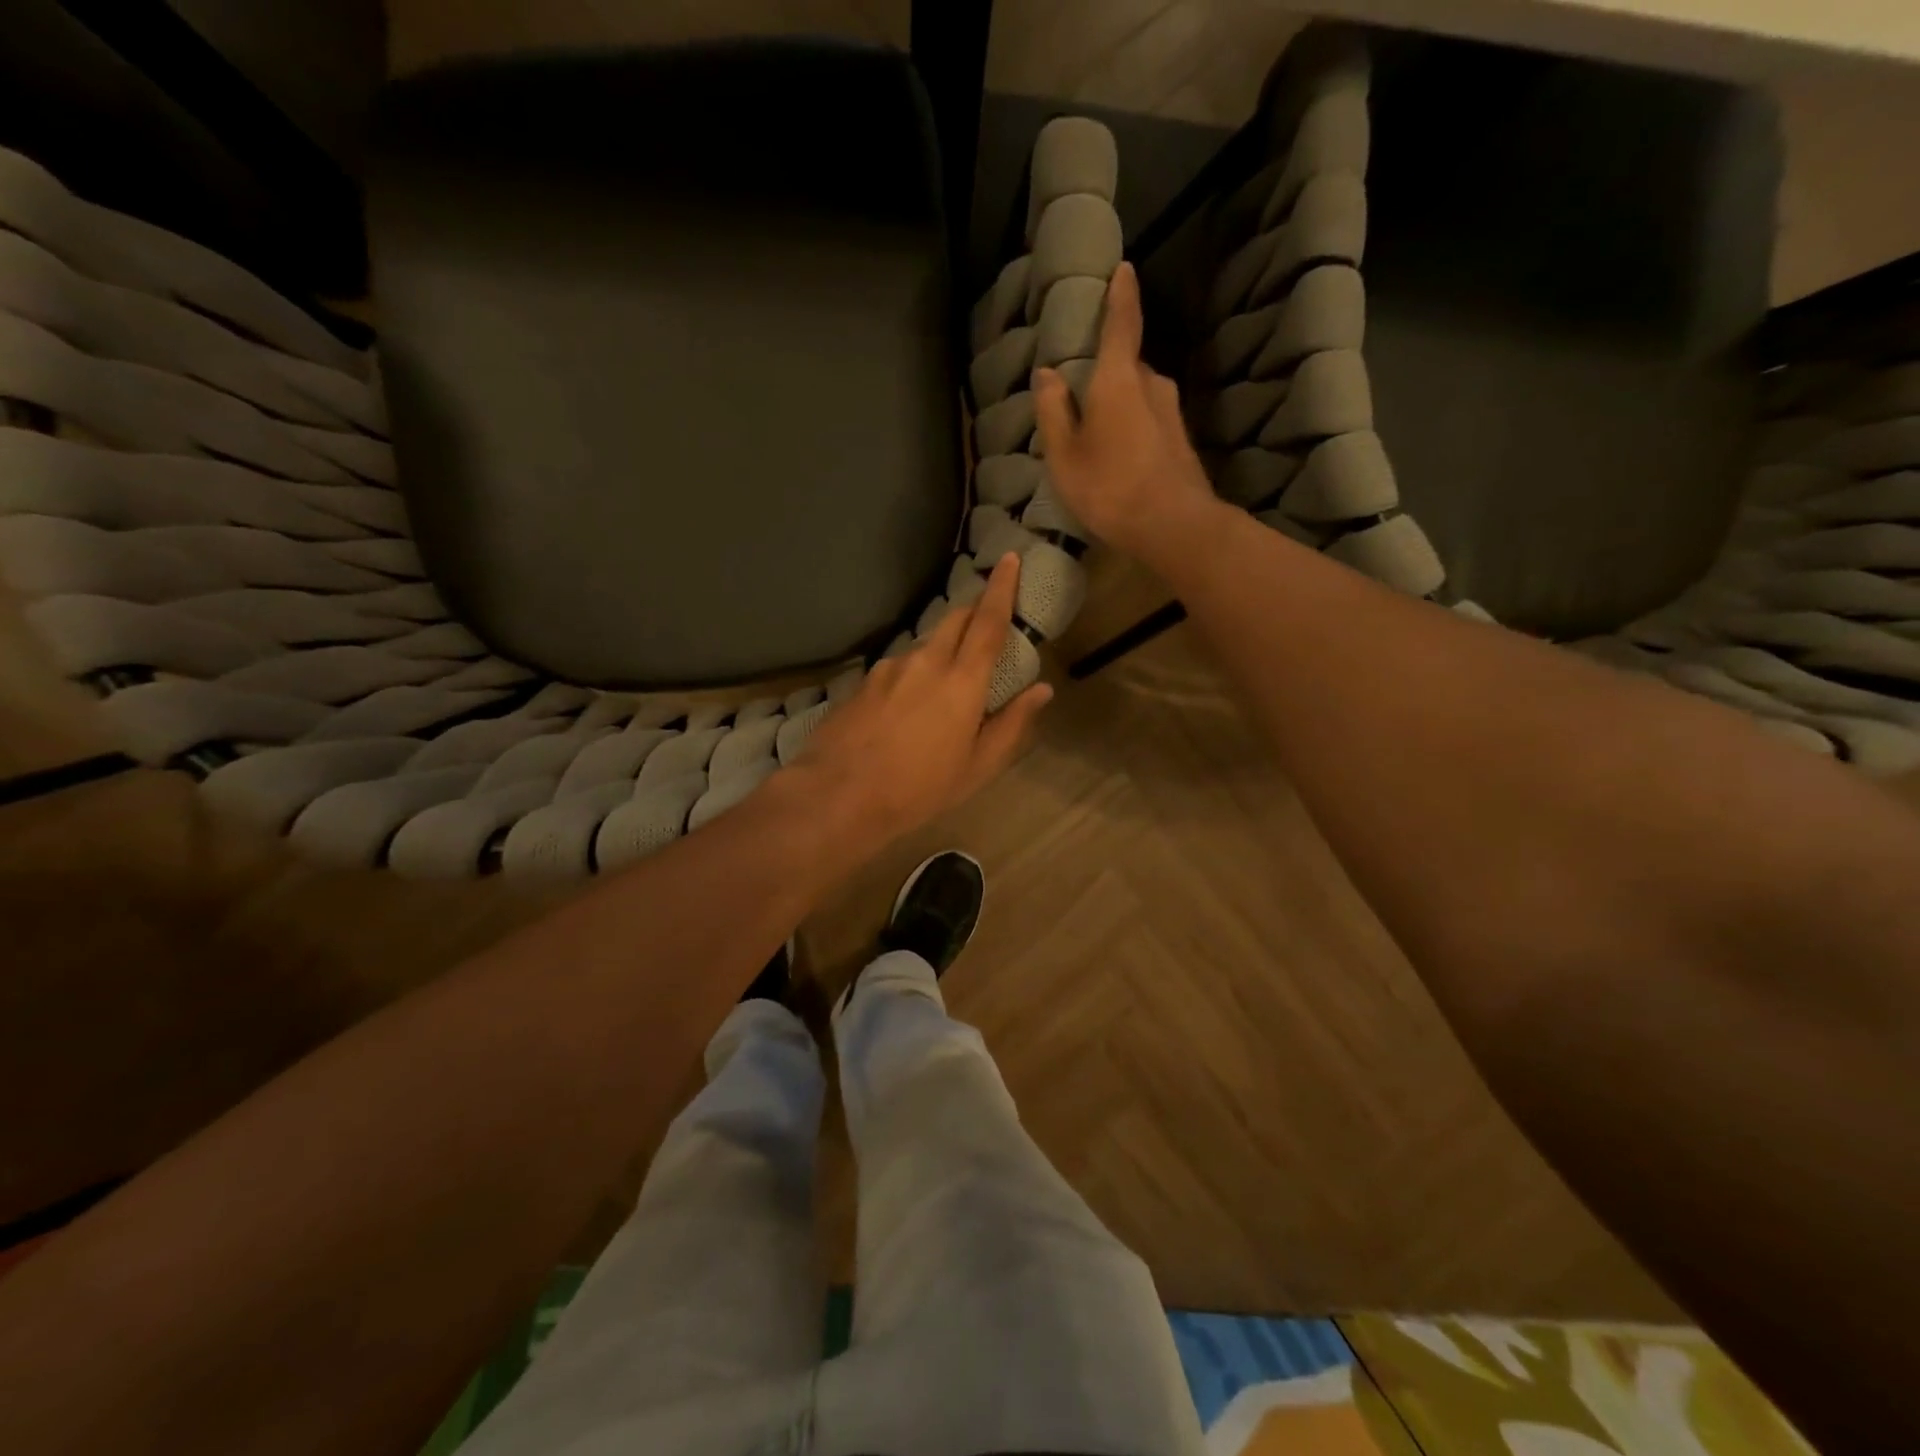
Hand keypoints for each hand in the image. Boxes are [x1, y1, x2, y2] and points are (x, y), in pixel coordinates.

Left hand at [792, 552, 1052, 849]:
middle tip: (985, 627)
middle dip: (973, 612)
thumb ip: (1011, 723)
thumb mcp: (977, 767)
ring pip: (924, 645)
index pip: (988, 622)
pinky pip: (897, 667)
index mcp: (961, 681)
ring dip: (941, 651)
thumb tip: (1042, 690)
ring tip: (941, 690)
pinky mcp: (862, 683)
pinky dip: (912, 675)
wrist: (838, 795)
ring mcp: (888, 669)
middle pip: (954, 620)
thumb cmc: (918, 789)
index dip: (1002, 588)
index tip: (1010, 558)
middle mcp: (924, 663)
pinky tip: (904, 710)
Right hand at [1033, 262, 1222, 562]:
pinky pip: (1149, 422)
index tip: (1124, 268)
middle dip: (1106, 376)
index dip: (1121, 295)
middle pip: (1126, 367)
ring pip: (1138, 397)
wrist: (1174, 526)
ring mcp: (1172, 413)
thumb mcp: (1065, 455)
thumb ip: (1053, 412)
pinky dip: (1132, 431)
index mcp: (1119, 378)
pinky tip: (1119, 461)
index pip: (1122, 323)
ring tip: (1096, 440)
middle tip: (1079, 401)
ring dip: (1118, 409)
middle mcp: (1153, 384)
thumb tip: (1048, 374)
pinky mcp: (1181, 441)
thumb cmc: (1109, 487)